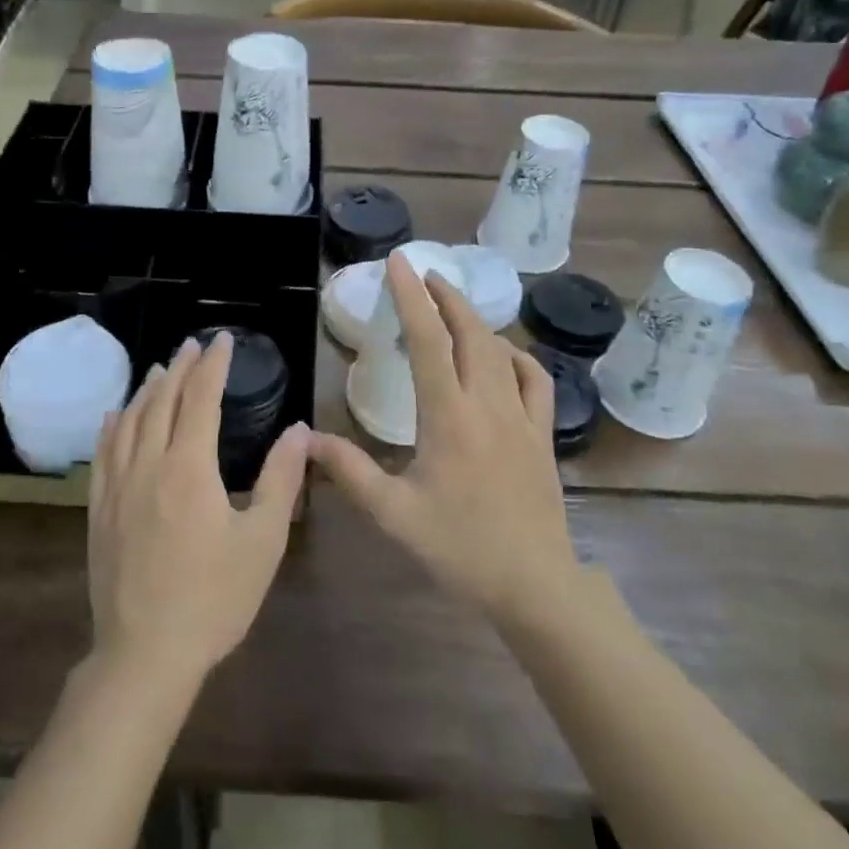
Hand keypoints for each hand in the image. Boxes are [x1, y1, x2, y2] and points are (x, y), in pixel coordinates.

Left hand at [88, 331, 306, 683]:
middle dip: (180, 368)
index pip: (201, 399)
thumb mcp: (263, 540)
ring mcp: (117, 487)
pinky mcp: (99, 510)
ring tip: (160, 369)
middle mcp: (148, 465)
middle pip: (161, 401)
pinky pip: (104, 452)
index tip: (222, 340)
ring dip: (147, 390)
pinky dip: (113, 424)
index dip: (213, 365)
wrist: (146, 654)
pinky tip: (116, 415)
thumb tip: (298, 430)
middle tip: (192, 345)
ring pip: (129, 421)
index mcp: (189, 468)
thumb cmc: (214, 598)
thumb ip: (281, 479)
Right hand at [307, 252, 579, 626]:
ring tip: (452, 305)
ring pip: (501, 351)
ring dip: (475, 319)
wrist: (535, 586)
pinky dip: (517, 355)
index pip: (429, 340)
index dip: (411, 297)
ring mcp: (521, 417)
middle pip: (470, 332)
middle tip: (423, 275)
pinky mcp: (542, 435)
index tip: (399, 263)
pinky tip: (505, 354)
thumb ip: (350, 472)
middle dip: (445, 296)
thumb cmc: (460, 548)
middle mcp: (488, 404)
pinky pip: (535, 380)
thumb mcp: (394, 514)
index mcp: (449, 416)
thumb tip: (306, 439)